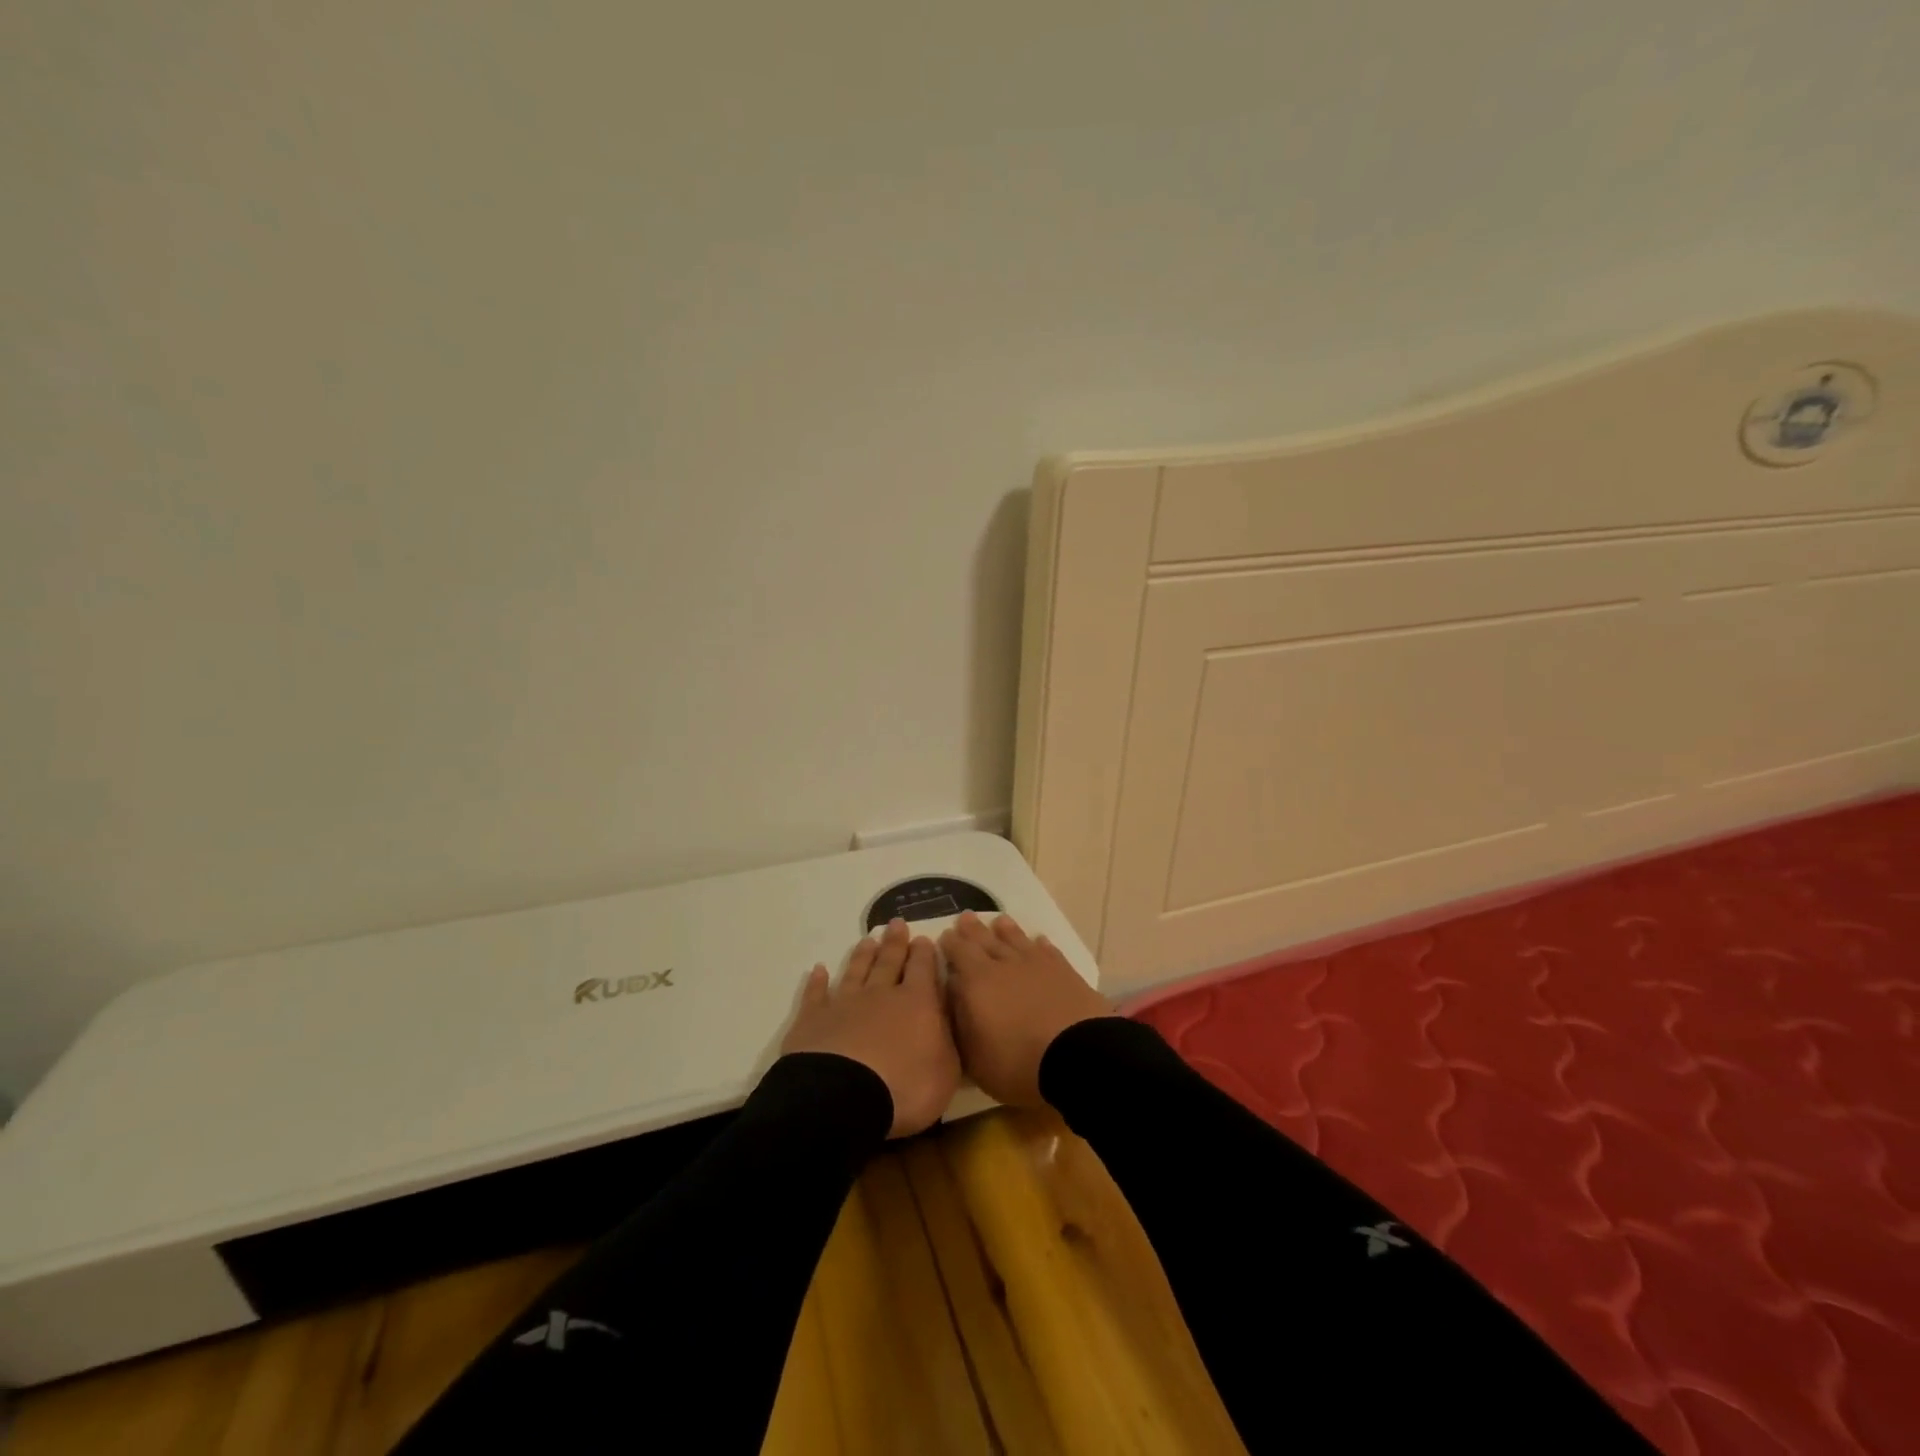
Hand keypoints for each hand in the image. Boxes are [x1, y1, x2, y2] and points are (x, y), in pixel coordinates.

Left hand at [782, 918, 959, 1137]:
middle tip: (896, 923)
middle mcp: (880, 995)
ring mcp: (844, 1004)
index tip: (923, 938)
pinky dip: (818, 981)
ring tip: (868, 939)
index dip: (924, 953)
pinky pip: (816, 994)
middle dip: (895, 943)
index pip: (923, 969)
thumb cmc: (905, 1088)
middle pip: (889, 962)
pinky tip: (818, 970)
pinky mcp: (813, 1020)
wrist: (842, 1097)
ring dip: (862, 955)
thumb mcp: (946, 1070)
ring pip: (856, 971)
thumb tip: (946, 1015)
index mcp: (916, 1003)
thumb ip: (947, 1038)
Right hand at [940, 912, 1115, 1107]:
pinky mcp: (1064, 971)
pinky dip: (1040, 944)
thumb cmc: (1018, 1063)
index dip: (950, 943)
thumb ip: (960, 1025)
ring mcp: (1037, 965)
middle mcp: (1004, 965)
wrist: (1078, 1056)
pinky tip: (1038, 940)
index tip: (944, 935)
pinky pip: (1047, 950)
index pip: (959, 953)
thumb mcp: (975, 1058)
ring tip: (999, 920)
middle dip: (972, 930)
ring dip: (1006, 930)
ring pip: (1016, 940)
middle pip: (985, 940)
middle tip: (965, 917)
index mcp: (977, 982)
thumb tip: (954, 997)